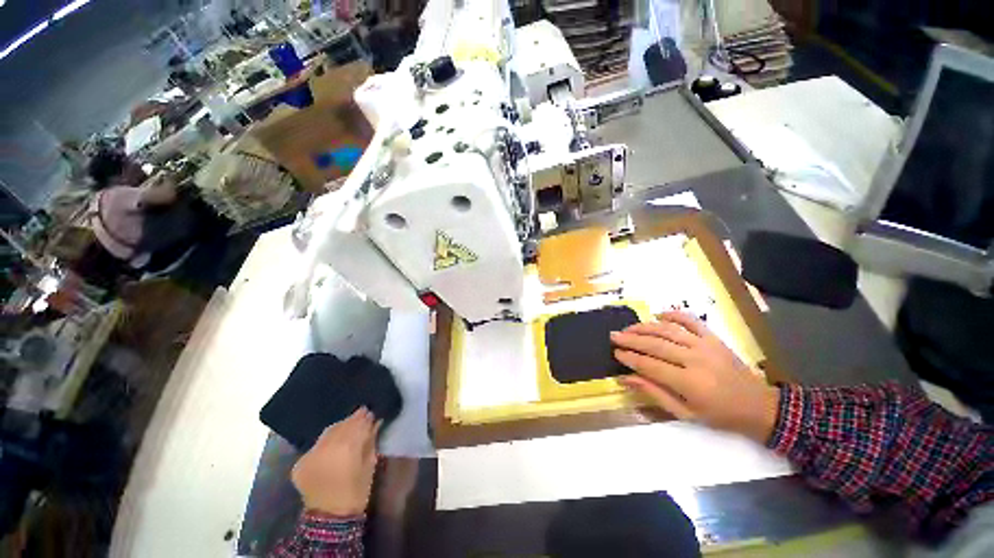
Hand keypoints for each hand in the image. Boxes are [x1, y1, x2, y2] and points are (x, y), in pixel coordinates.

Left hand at [291, 407, 379, 515]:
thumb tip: (374, 421)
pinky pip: (316, 445)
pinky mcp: (300, 463)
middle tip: (360, 417)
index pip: (357, 423)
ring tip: (346, 430)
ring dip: (338, 429)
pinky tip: (332, 446)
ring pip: (327, 433)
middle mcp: (326, 447)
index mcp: (347, 448)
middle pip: (341, 425)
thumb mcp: (370, 463)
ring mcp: (310, 455)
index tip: (370, 412)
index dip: (364, 417)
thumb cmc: (357, 490)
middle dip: (351, 421)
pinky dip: (325, 442)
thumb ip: (370, 440)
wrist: (330, 517)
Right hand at [611, 311, 779, 442]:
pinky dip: (674, 314)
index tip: (615, 353)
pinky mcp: (713, 338)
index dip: (630, 357)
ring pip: (667, 330)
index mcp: (688, 381)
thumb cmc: (719, 414)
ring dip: (645, 327)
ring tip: (628, 328)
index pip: (649, 364)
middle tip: (613, 336)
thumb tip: (626, 378)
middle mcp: (694, 359)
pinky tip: (659, 315)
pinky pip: (691, 320)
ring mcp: (705, 345)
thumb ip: (654, 392)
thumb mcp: (684, 412)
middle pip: (655, 344)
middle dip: (631, 339)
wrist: (759, 406)